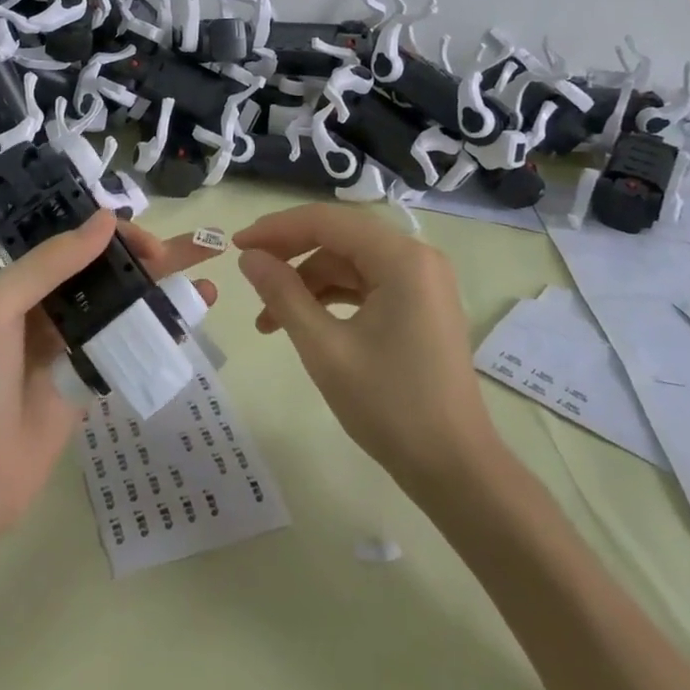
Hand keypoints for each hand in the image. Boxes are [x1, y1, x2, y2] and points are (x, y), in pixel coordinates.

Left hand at [0, 210, 221, 537]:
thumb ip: (50, 264)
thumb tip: (107, 220)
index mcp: (25, 282)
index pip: (82, 243)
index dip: (120, 237)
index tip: (154, 248)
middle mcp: (51, 306)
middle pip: (111, 272)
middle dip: (155, 258)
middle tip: (203, 251)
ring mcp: (72, 346)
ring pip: (125, 308)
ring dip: (163, 294)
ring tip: (207, 289)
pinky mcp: (88, 382)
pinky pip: (127, 348)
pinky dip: (156, 335)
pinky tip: (185, 330)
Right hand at [235, 204, 494, 494]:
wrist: (454, 468)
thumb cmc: (389, 406)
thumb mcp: (324, 348)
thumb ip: (283, 294)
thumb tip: (249, 258)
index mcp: (402, 258)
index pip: (327, 221)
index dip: (277, 229)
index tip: (236, 245)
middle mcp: (418, 257)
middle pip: (340, 236)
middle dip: (290, 253)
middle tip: (248, 271)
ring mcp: (423, 281)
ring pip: (350, 262)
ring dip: (307, 282)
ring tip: (267, 319)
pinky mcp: (420, 305)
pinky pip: (367, 283)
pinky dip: (332, 297)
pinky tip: (302, 322)